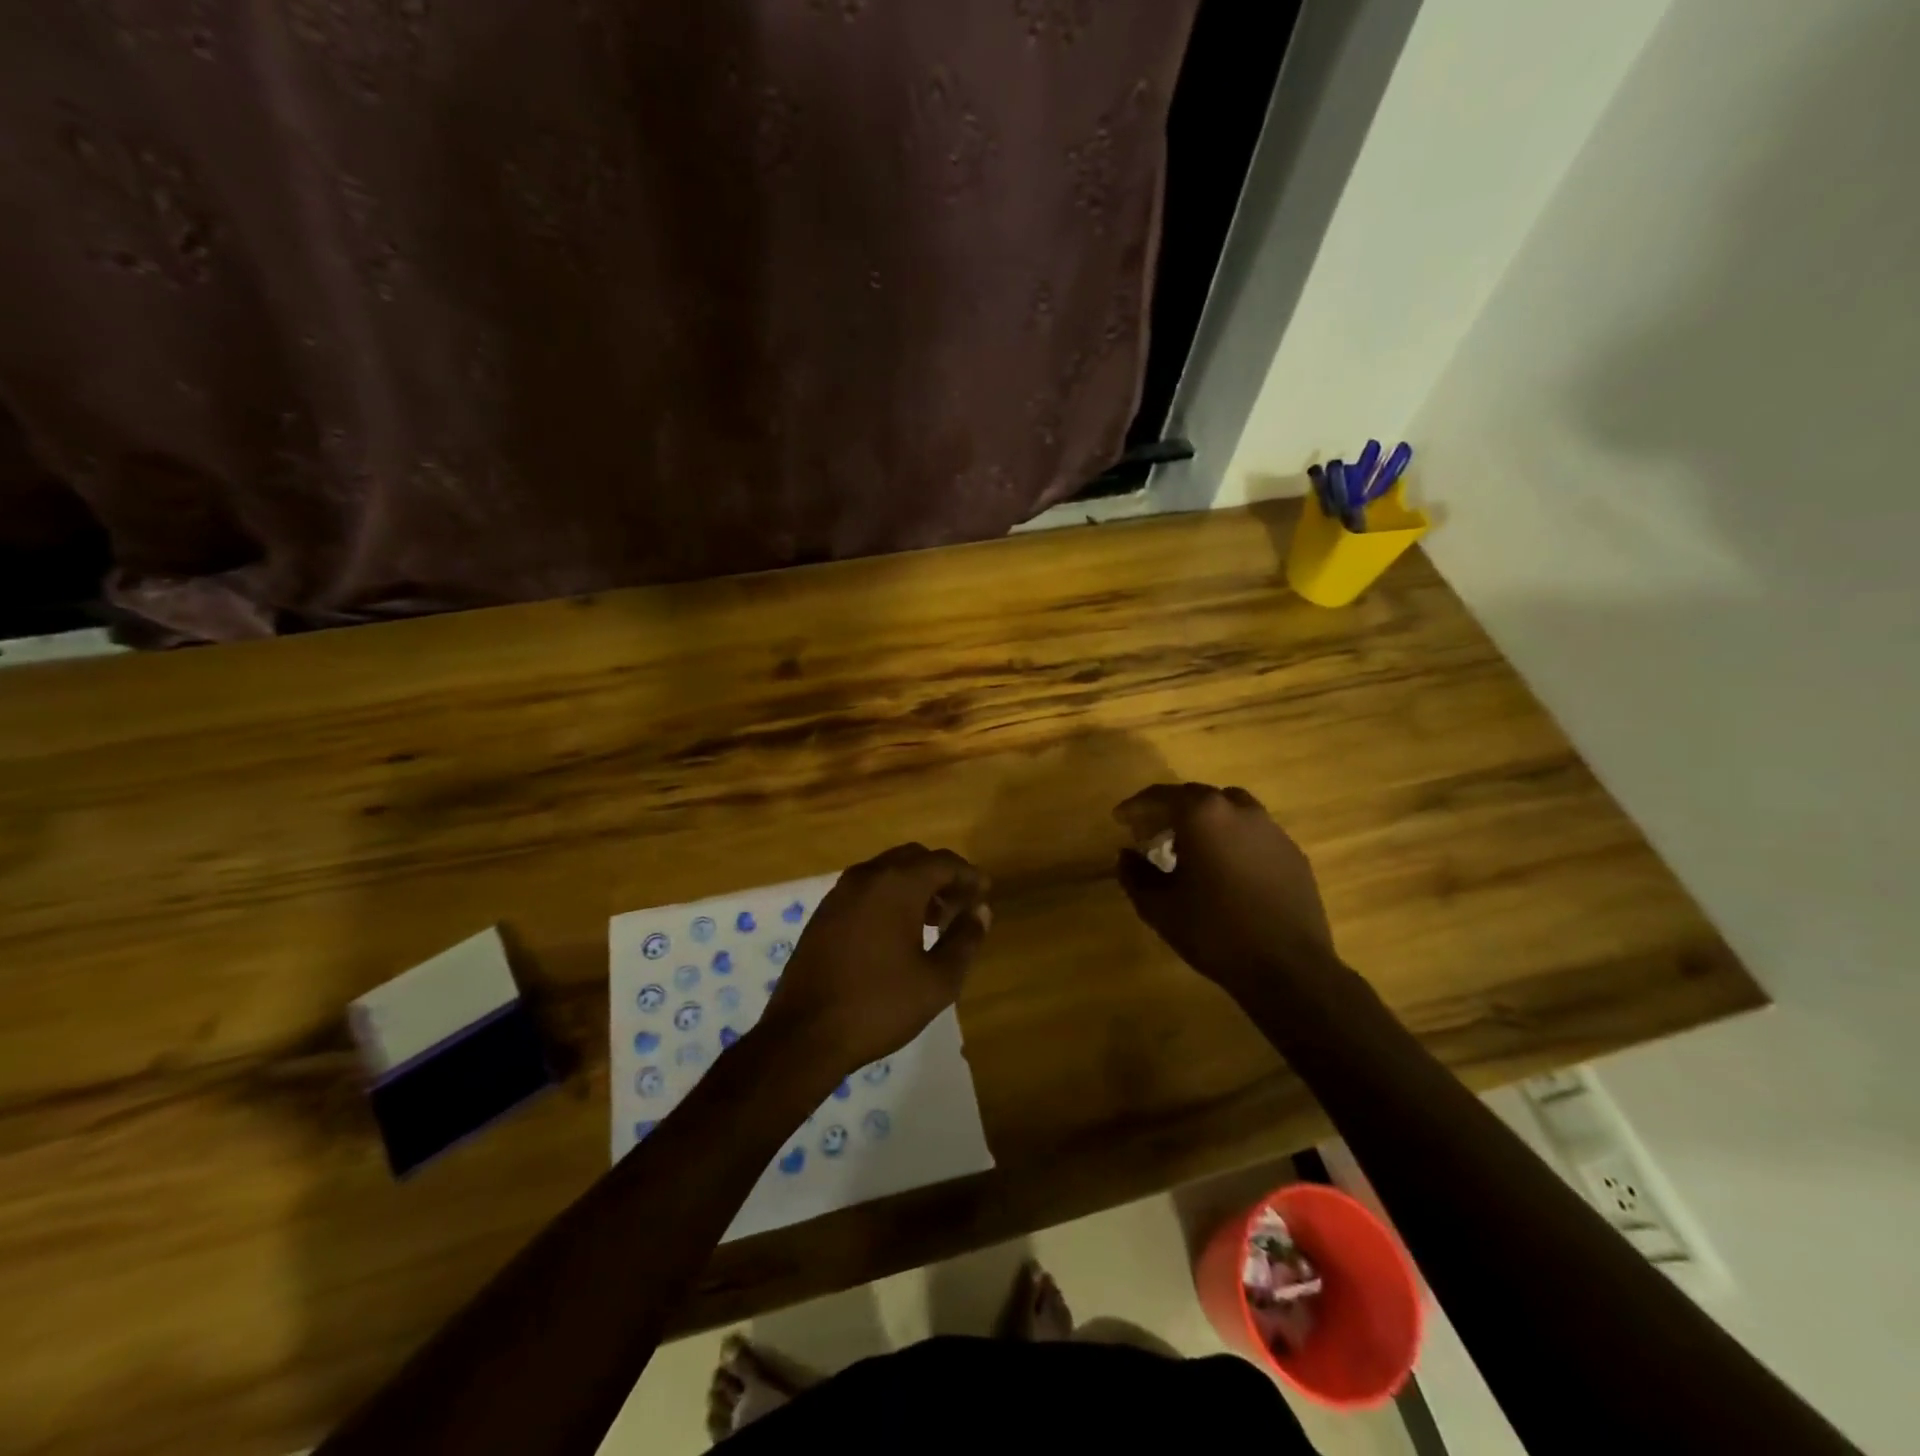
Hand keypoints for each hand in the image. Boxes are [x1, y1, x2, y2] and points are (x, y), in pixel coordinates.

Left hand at [761, 844, 990, 1075]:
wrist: (803, 1035)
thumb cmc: (879, 1005)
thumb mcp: (937, 981)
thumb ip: (965, 940)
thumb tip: (980, 912)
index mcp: (896, 885)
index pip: (943, 863)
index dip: (969, 875)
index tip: (986, 892)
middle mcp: (866, 877)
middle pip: (914, 858)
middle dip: (941, 876)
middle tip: (961, 906)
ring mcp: (839, 893)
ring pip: (887, 871)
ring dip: (914, 886)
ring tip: (934, 921)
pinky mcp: (823, 913)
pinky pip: (866, 888)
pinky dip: (889, 896)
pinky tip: (897, 932)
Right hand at [1114, 783, 1336, 998]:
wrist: (1288, 968)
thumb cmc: (1214, 932)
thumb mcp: (1159, 907)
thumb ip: (1135, 874)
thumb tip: (1127, 854)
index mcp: (1203, 815)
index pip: (1161, 796)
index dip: (1135, 806)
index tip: (1120, 820)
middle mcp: (1239, 811)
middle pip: (1196, 797)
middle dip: (1170, 812)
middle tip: (1150, 835)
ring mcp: (1272, 830)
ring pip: (1229, 810)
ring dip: (1204, 822)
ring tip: (1188, 849)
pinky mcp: (1293, 853)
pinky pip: (1253, 834)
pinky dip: (1231, 840)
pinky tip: (1224, 870)